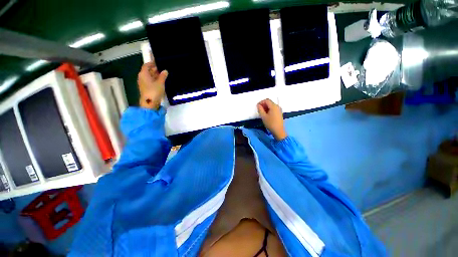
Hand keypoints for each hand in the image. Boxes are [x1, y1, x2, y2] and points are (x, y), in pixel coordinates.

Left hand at [138, 61, 167, 109]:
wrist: (150, 103)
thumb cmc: (154, 91)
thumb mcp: (160, 83)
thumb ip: (163, 76)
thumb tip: (165, 71)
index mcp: (143, 74)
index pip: (146, 65)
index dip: (151, 63)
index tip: (157, 62)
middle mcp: (141, 77)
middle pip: (147, 71)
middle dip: (154, 69)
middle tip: (162, 69)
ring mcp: (143, 83)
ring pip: (148, 76)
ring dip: (154, 75)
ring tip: (162, 75)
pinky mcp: (145, 88)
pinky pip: (149, 81)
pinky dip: (154, 80)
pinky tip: (160, 82)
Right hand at [257, 99, 286, 140]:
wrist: (279, 131)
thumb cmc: (270, 123)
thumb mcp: (263, 116)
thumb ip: (260, 109)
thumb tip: (258, 105)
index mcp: (274, 106)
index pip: (267, 100)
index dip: (261, 102)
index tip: (257, 106)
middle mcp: (277, 106)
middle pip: (269, 102)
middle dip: (263, 105)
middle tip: (259, 110)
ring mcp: (279, 110)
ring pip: (271, 106)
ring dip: (266, 107)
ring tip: (262, 113)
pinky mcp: (279, 113)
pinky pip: (274, 109)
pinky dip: (269, 110)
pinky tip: (267, 115)